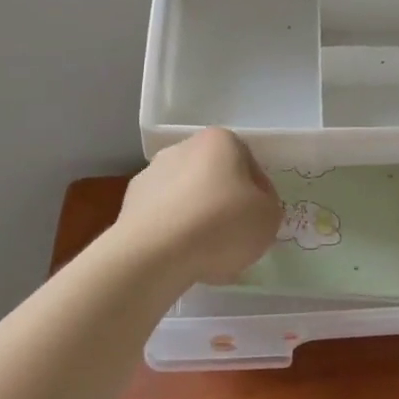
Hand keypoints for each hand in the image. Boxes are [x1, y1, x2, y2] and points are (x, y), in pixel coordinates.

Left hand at [112, 128, 282, 286]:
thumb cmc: (222, 225)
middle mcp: (183, 148)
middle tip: (234, 236)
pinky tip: (180, 257)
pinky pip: (163, 218)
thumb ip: (267, 206)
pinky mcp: (129, 204)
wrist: (154, 254)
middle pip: (215, 177)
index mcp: (221, 141)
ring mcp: (151, 174)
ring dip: (197, 218)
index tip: (259, 220)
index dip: (259, 194)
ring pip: (187, 197)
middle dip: (225, 203)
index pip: (250, 165)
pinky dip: (173, 233)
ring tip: (205, 254)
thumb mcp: (269, 217)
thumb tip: (251, 207)